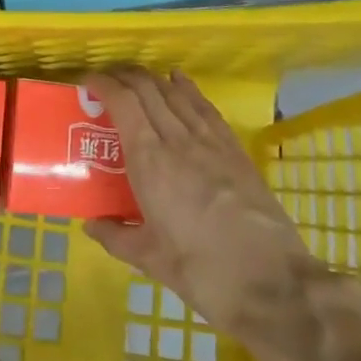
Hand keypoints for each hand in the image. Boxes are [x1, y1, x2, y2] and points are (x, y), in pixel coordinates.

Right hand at [83, 68, 322, 340]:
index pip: (123, 102)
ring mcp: (210, 141)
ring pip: (175, 92)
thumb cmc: (203, 272)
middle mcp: (177, 139)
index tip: (86, 83)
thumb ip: (116, 236)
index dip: (102, 84)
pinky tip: (178, 80)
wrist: (274, 284)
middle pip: (147, 88)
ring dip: (150, 79)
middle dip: (122, 76)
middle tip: (105, 82)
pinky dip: (186, 88)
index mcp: (150, 160)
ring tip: (134, 81)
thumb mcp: (150, 260)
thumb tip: (91, 224)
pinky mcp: (235, 149)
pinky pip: (204, 106)